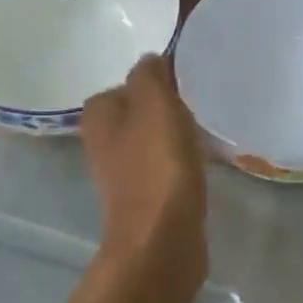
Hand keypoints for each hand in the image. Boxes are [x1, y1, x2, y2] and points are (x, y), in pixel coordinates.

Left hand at [81, 54, 208, 275]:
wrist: (160, 242)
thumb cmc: (156, 167)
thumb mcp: (155, 105)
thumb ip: (150, 75)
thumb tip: (150, 60)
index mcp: (98, 116)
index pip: (126, 83)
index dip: (155, 80)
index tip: (185, 82)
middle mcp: (102, 143)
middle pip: (138, 112)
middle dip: (165, 107)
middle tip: (197, 103)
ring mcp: (122, 174)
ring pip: (151, 140)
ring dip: (173, 135)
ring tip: (203, 130)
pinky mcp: (145, 199)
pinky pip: (163, 167)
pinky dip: (180, 162)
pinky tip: (202, 163)